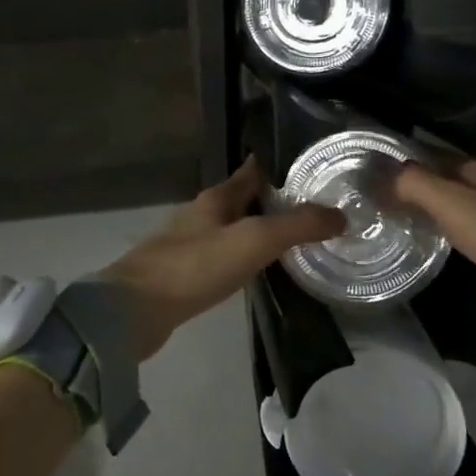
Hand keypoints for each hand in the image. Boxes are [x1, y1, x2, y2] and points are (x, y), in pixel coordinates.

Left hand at [101, 158, 344, 359]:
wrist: (134, 311)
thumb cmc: (194, 267)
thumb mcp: (253, 240)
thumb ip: (297, 226)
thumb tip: (341, 215)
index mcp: (217, 198)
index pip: (253, 170)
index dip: (280, 164)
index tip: (311, 165)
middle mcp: (203, 214)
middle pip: (245, 199)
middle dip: (276, 200)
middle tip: (315, 207)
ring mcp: (191, 244)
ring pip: (234, 227)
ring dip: (261, 229)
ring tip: (295, 238)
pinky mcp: (185, 273)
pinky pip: (224, 255)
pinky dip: (246, 256)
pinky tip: (259, 269)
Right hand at [393, 158, 475, 338]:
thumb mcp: (459, 208)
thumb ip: (418, 187)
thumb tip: (381, 175)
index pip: (438, 156)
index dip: (407, 161)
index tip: (371, 173)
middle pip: (453, 182)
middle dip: (420, 188)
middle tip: (379, 203)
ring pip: (468, 210)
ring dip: (439, 214)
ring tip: (404, 226)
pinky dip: (460, 238)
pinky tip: (448, 251)